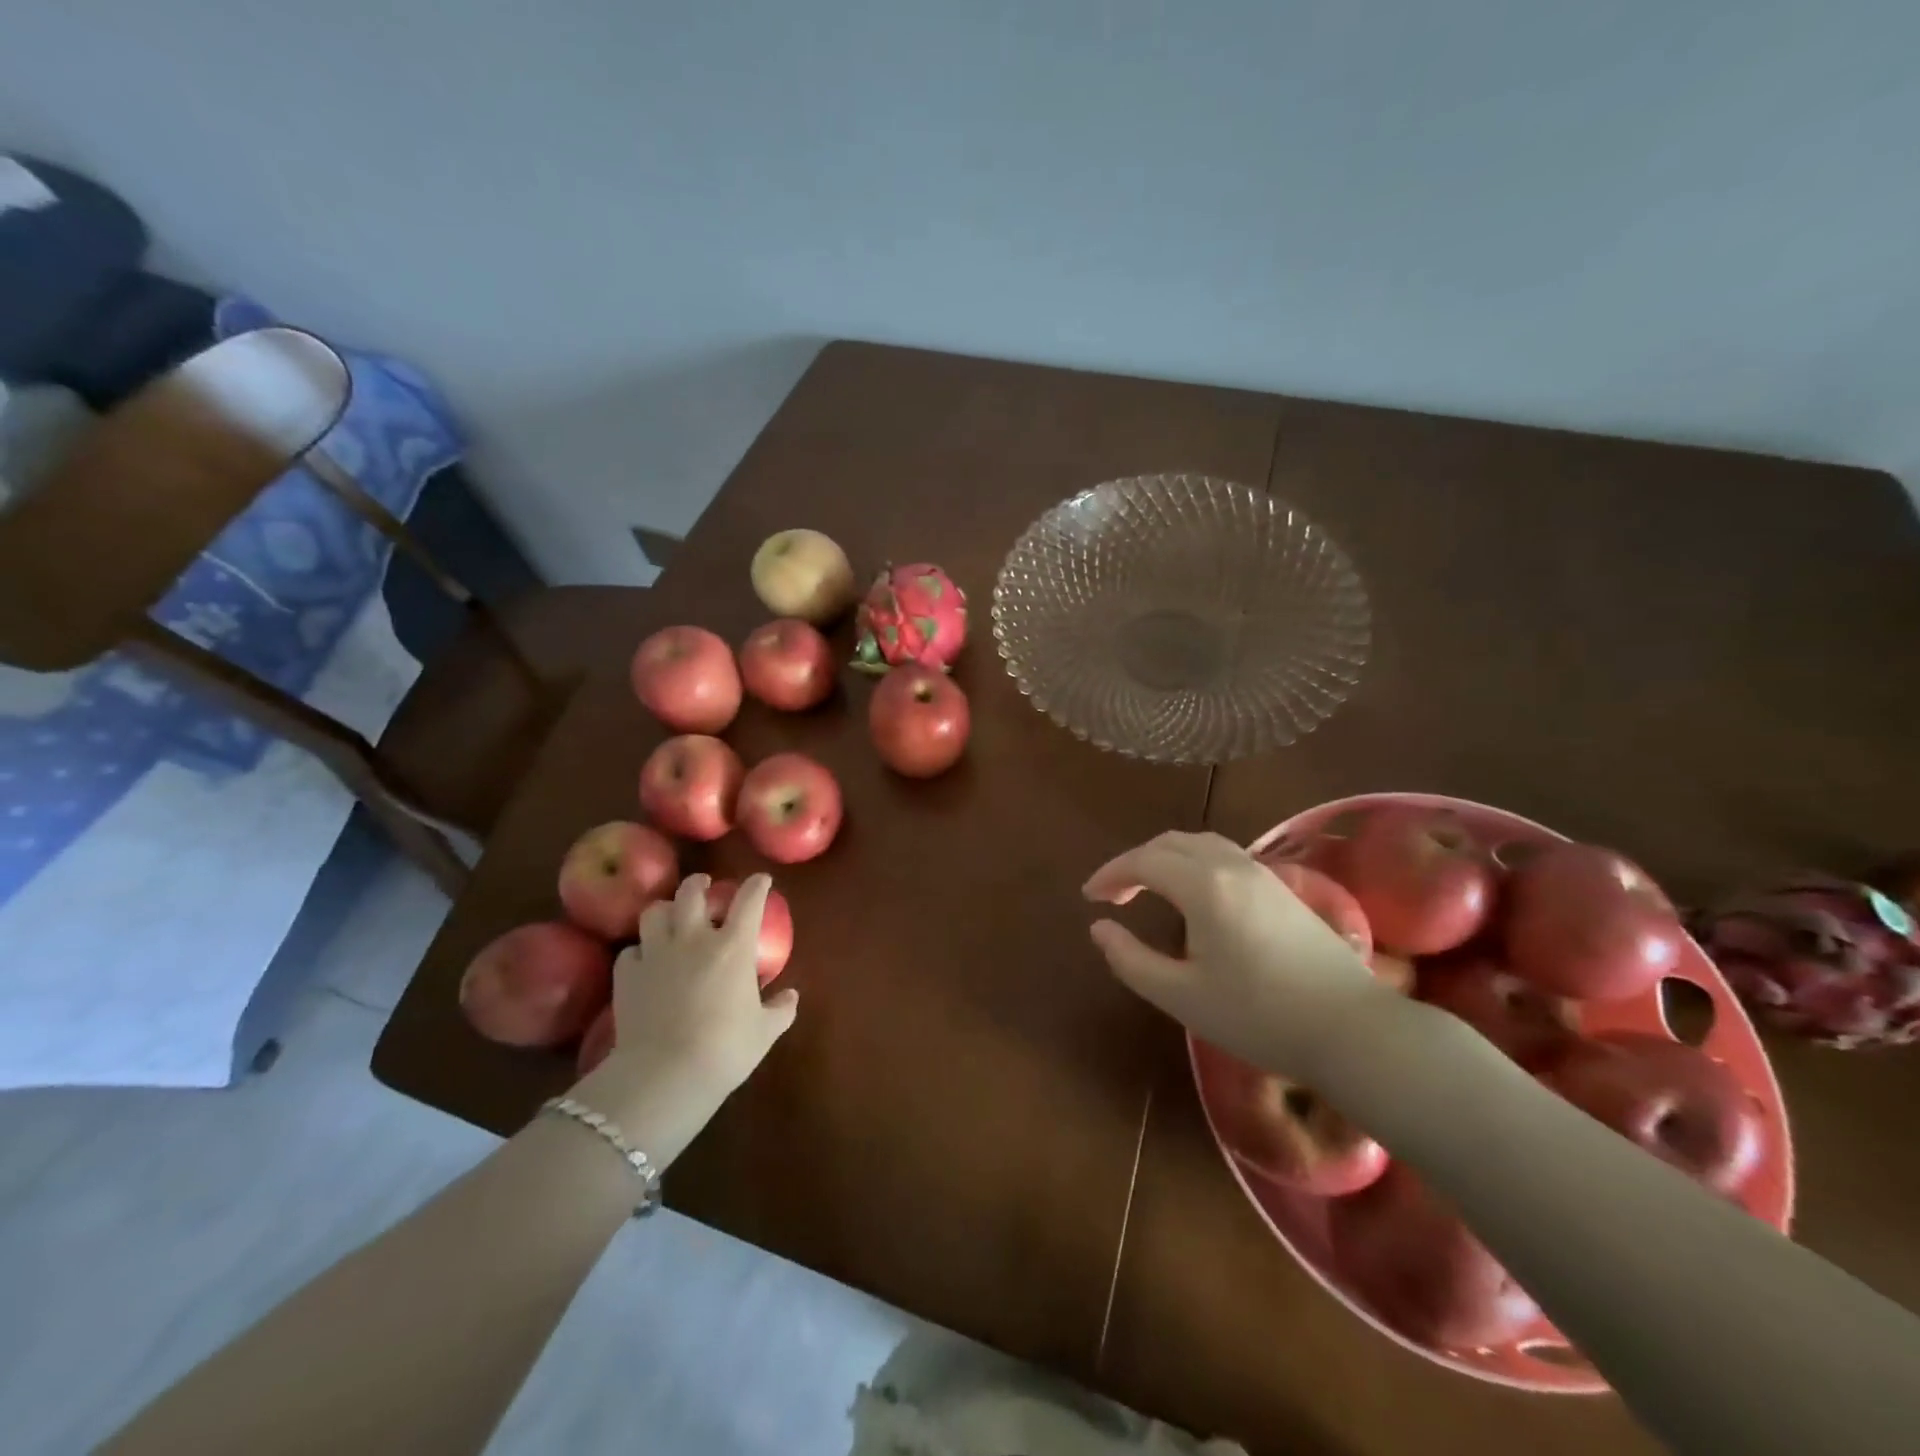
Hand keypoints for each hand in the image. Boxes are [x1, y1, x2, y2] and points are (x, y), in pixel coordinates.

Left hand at [575, 873, 797, 1164]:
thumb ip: (780, 1010)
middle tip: (705, 886)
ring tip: (671, 916)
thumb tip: (791, 996)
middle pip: (692, 892)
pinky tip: (645, 960)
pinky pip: (631, 950)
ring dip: (665, 909)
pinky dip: (640, 950)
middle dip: (700, 883)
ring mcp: (656, 953)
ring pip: (655, 912)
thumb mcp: (764, 1032)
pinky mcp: (627, 975)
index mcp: (733, 946)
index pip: (749, 900)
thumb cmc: (725, 1049)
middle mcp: (694, 938)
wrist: (665, 1074)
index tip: (761, 881)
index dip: (757, 885)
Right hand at [1084, 831, 1385, 1081]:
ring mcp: (1262, 874)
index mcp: (1204, 886)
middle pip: (1171, 843)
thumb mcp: (1181, 996)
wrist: (1351, 1030)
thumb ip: (1131, 959)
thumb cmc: (1258, 1016)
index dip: (1111, 874)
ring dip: (1165, 857)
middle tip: (1114, 895)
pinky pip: (1224, 855)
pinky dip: (1193, 862)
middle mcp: (1231, 866)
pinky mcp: (1282, 888)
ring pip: (1200, 844)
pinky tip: (1194, 896)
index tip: (1089, 898)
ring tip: (1148, 888)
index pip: (1143, 860)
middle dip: (1135, 862)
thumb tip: (1099, 928)